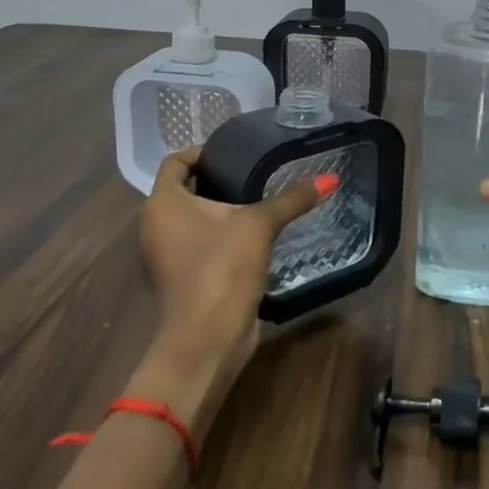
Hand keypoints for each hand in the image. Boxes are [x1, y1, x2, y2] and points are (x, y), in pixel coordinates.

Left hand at [134, 145, 331, 429]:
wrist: (207, 338)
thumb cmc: (221, 268)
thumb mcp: (259, 225)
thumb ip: (292, 199)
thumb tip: (331, 177)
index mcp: (163, 203)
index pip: (175, 161)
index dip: (202, 150)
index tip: (235, 151)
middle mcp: (157, 225)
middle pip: (185, 189)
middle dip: (217, 178)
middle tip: (255, 170)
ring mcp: (167, 254)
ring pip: (194, 219)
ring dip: (221, 209)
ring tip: (259, 198)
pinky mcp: (184, 277)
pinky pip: (202, 243)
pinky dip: (222, 234)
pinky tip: (255, 234)